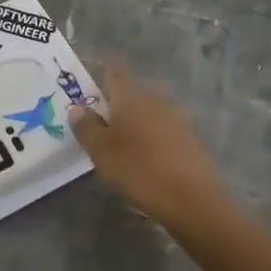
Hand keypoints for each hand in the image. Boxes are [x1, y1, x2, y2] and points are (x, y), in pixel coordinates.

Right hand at [71, 62, 228, 227]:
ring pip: (149, 110)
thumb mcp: (101, 151)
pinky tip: (145, 155)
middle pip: (132, 91)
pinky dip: (151, 136)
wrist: (194, 201)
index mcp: (131, 96)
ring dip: (135, 119)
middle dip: (116, 99)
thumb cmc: (139, 170)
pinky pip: (164, 129)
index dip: (101, 69)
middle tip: (99, 114)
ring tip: (121, 137)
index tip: (89, 74)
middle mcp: (155, 99)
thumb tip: (77, 107)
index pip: (113, 71)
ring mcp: (177, 119)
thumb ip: (86, 127)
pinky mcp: (190, 140)